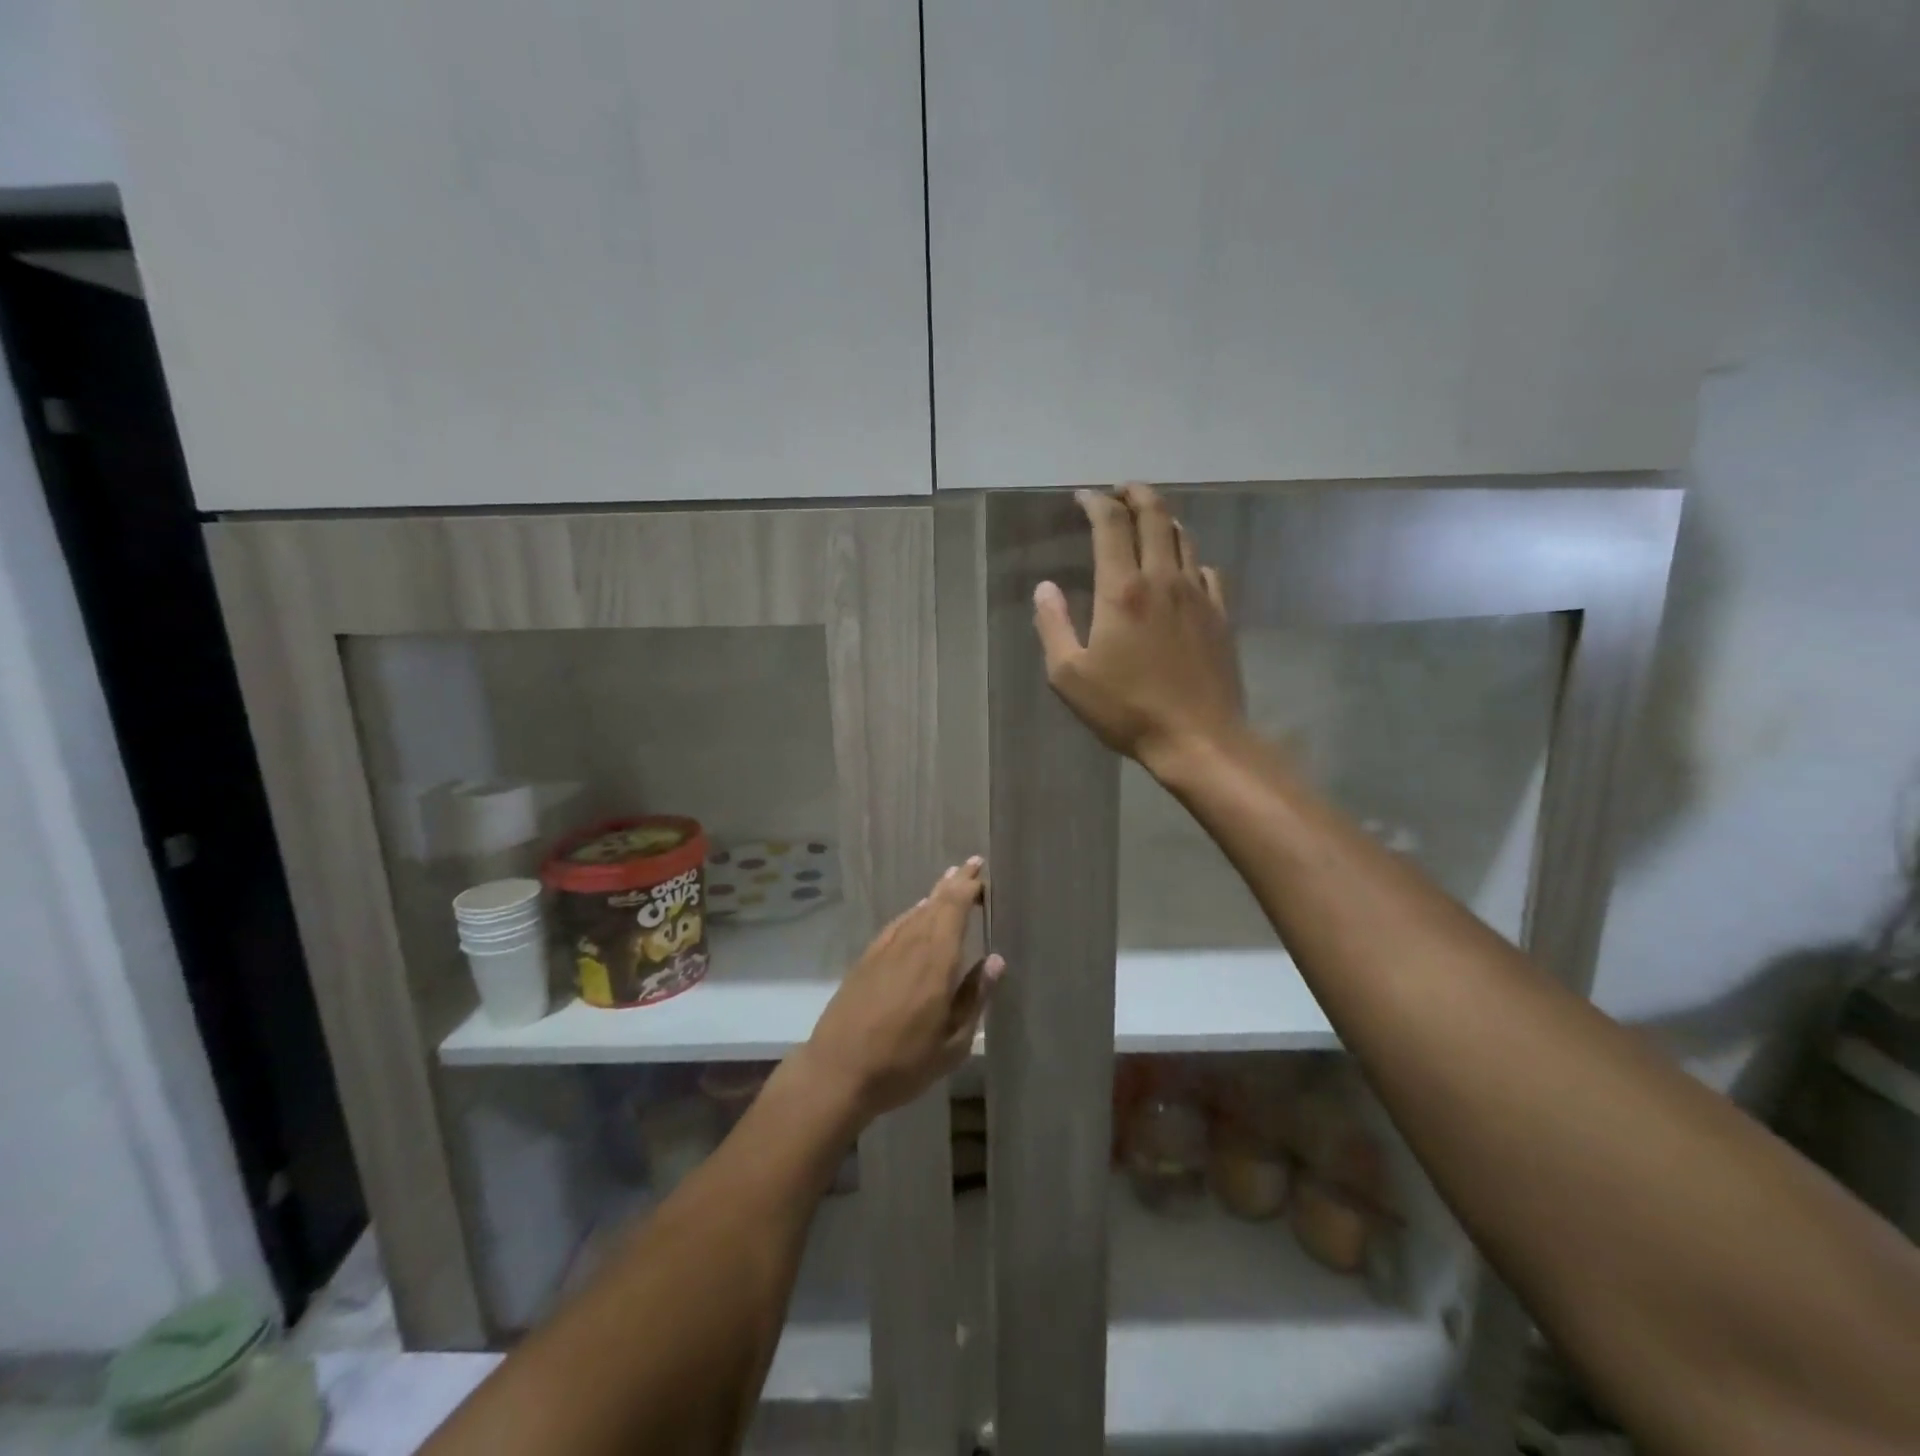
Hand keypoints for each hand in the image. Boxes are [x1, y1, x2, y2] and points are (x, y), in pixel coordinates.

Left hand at [801, 859, 1002, 1120]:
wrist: (836, 1072)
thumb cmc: (902, 1063)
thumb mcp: (952, 1043)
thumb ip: (974, 997)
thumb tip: (996, 960)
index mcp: (936, 960)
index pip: (955, 909)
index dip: (969, 887)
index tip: (984, 873)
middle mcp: (910, 945)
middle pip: (936, 903)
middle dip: (955, 882)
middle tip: (973, 864)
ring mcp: (885, 950)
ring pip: (915, 911)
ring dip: (935, 894)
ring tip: (950, 880)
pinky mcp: (866, 960)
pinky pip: (896, 925)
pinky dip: (912, 913)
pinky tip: (916, 913)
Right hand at [1033, 484, 1246, 773]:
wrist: (1198, 737)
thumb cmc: (1126, 709)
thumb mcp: (1069, 676)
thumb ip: (1053, 625)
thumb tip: (1045, 588)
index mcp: (1123, 590)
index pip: (1111, 525)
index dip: (1096, 502)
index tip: (1083, 497)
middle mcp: (1164, 579)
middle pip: (1155, 516)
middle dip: (1135, 494)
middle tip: (1120, 490)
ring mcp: (1198, 595)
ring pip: (1184, 538)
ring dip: (1163, 519)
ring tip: (1148, 518)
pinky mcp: (1220, 615)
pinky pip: (1207, 570)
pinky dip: (1190, 557)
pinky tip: (1183, 568)